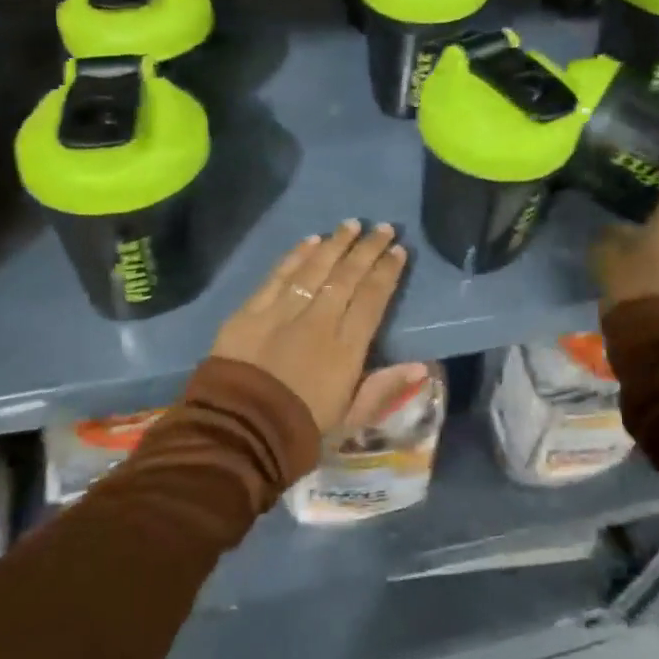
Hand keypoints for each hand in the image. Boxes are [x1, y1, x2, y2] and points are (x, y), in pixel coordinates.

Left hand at [211, 220, 407, 434]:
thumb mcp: (350, 418)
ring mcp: (283, 312)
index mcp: (346, 347)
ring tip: (352, 224)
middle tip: (384, 228)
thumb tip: (421, 366)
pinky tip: (311, 240)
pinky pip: (279, 275)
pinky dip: (296, 255)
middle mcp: (319, 321)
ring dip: (336, 243)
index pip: (373, 298)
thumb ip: (384, 388)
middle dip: (368, 249)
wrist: (238, 433)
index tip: (399, 251)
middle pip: (348, 275)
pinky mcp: (252, 310)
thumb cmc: (299, 430)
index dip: (387, 272)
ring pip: (315, 267)